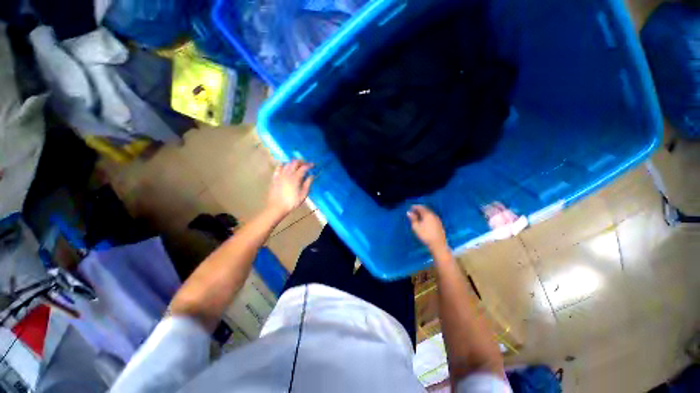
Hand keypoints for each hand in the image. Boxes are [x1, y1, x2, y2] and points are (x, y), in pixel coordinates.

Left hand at [267, 160, 313, 215]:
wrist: (277, 207)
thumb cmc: (292, 202)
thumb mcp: (303, 194)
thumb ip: (308, 184)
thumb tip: (311, 176)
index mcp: (295, 178)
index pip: (304, 167)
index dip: (309, 165)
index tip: (314, 165)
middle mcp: (287, 174)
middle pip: (295, 162)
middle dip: (302, 162)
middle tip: (306, 165)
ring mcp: (280, 175)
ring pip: (287, 163)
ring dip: (293, 163)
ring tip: (298, 166)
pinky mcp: (275, 177)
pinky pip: (279, 168)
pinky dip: (284, 165)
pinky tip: (286, 167)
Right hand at [407, 205, 448, 254]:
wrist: (438, 245)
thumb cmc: (425, 235)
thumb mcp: (416, 227)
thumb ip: (413, 218)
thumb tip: (409, 212)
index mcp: (427, 214)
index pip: (420, 207)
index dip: (415, 207)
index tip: (410, 208)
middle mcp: (433, 215)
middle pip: (425, 210)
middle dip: (419, 210)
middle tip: (413, 213)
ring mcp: (437, 220)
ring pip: (429, 214)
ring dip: (423, 214)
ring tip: (417, 218)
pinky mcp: (439, 225)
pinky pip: (431, 218)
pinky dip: (426, 218)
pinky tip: (424, 222)